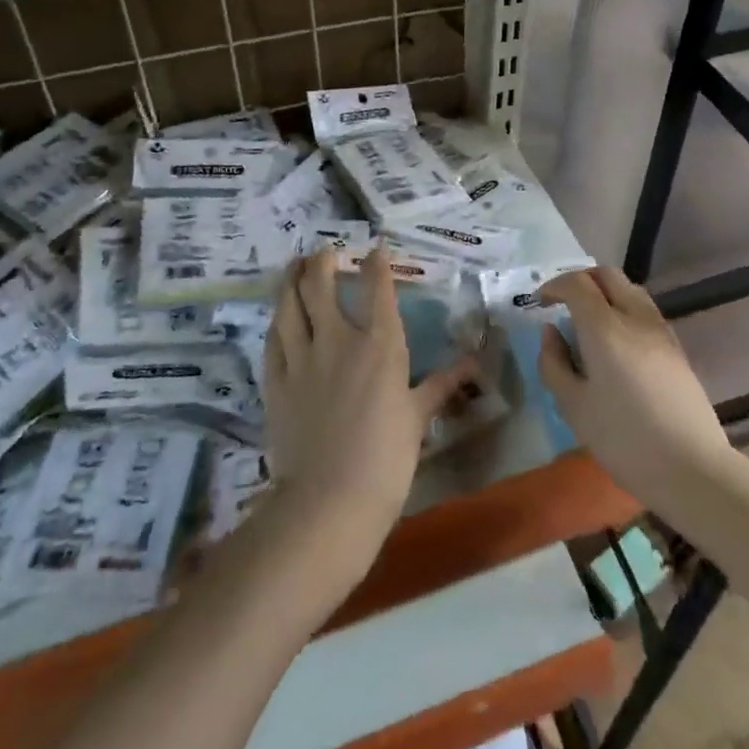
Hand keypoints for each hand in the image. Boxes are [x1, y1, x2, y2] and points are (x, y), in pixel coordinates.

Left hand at [262, 250, 474, 593]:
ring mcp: (302, 358)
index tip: (375, 249)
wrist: (330, 500)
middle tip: (322, 251)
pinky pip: (273, 340)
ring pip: (289, 305)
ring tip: (292, 266)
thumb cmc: (386, 459)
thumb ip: (442, 384)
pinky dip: (276, 322)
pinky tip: (277, 316)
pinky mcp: (276, 381)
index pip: (377, 289)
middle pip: (321, 285)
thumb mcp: (419, 418)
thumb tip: (475, 363)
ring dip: (290, 280)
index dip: (376, 264)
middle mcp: (338, 339)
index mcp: (380, 345)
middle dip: (322, 261)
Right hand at [537, 266, 736, 515]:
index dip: (554, 286)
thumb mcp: (573, 406)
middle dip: (580, 280)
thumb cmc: (623, 439)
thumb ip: (554, 363)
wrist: (692, 469)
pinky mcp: (676, 348)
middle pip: (607, 275)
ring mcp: (660, 330)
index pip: (577, 283)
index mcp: (605, 327)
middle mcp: (635, 317)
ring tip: (589, 322)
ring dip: (605, 293)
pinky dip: (623, 309)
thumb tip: (550, 331)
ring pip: (630, 289)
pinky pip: (645, 310)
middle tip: (563, 304)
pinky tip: (616, 342)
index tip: (540, 303)